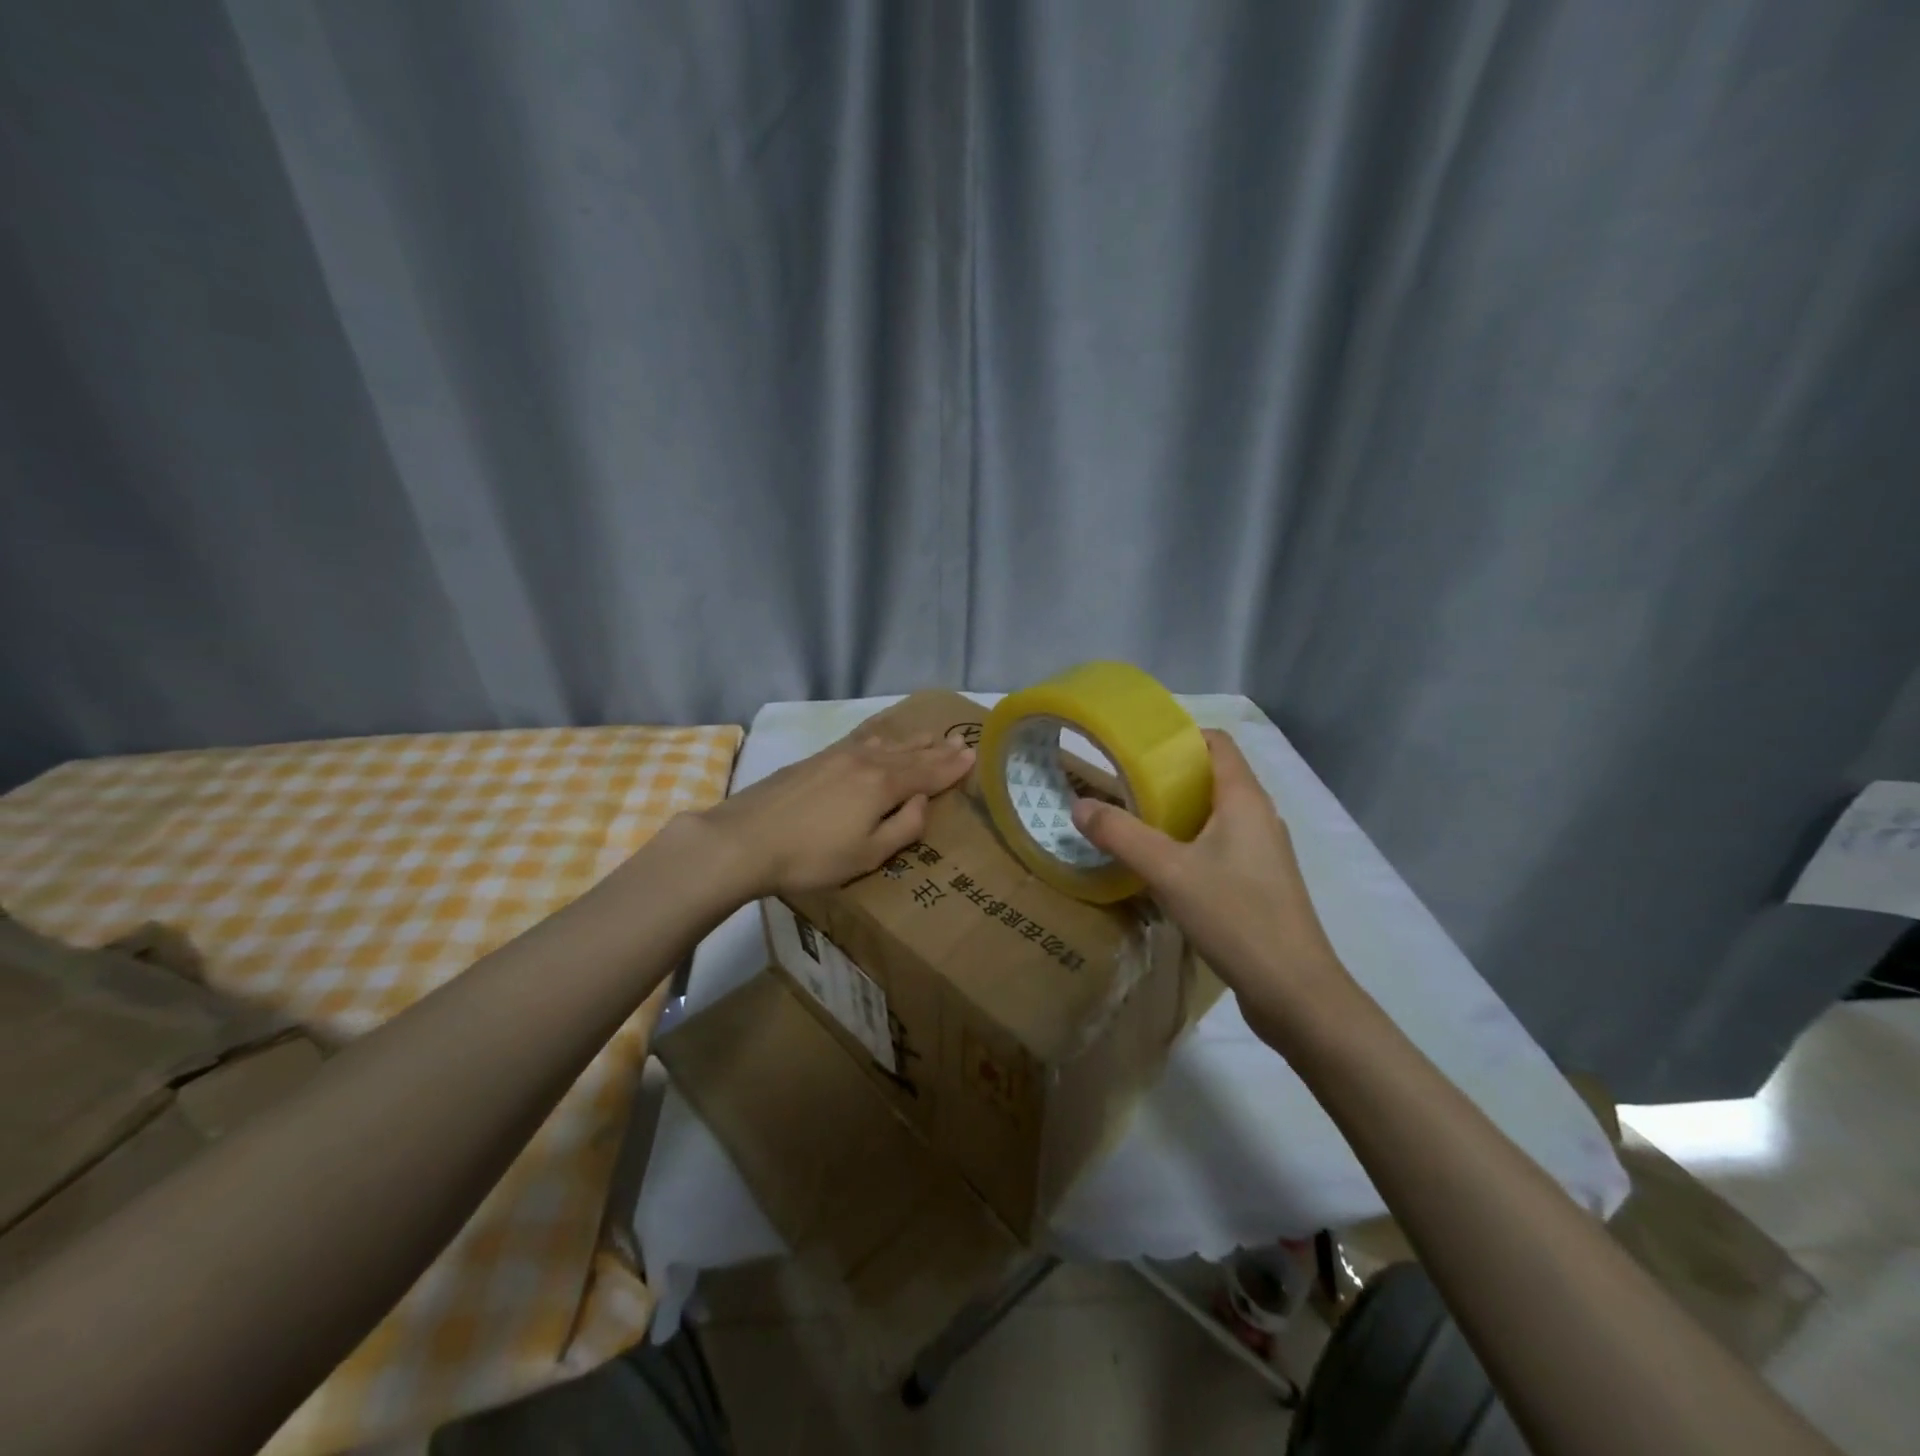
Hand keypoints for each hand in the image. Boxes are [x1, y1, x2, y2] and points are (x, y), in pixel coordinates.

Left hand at [697, 730, 974, 898]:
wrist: (745, 839)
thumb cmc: (812, 856)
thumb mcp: (868, 854)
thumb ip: (903, 827)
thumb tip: (921, 801)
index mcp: (884, 784)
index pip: (928, 773)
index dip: (952, 767)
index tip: (973, 755)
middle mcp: (866, 761)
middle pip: (910, 753)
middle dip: (937, 749)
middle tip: (960, 739)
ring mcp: (838, 755)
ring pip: (886, 742)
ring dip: (911, 740)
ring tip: (930, 734)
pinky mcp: (816, 758)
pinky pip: (861, 740)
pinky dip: (881, 737)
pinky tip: (880, 738)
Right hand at [1069, 729, 1351, 1043]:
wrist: (1294, 992)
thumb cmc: (1236, 917)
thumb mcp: (1168, 872)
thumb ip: (1121, 835)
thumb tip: (1079, 805)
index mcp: (1245, 800)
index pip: (1217, 743)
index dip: (1179, 736)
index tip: (1136, 745)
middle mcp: (1260, 817)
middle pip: (1213, 777)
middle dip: (1169, 775)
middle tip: (1122, 784)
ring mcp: (1263, 853)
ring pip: (1216, 814)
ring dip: (1177, 811)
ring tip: (1134, 821)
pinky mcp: (1260, 883)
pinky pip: (1221, 845)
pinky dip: (1190, 842)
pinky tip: (1161, 866)